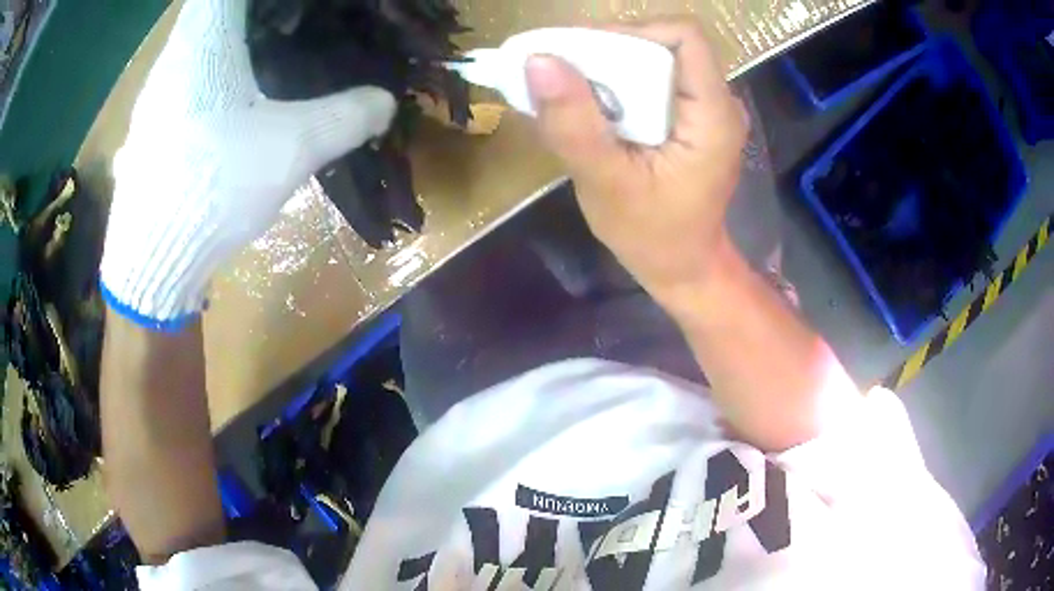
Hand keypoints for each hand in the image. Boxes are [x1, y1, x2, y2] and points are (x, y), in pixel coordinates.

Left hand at [99, 0, 396, 330]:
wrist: (151, 264)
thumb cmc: (211, 186)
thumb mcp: (291, 147)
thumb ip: (345, 116)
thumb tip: (385, 102)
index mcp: (203, 42)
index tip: (292, 4)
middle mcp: (170, 59)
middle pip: (211, 10)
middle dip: (249, 14)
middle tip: (288, 25)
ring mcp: (152, 97)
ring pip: (193, 46)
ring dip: (224, 44)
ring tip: (259, 59)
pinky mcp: (148, 129)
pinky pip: (181, 81)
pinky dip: (206, 76)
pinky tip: (224, 107)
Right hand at [526, 19, 745, 303]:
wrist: (684, 267)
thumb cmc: (652, 236)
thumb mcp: (606, 185)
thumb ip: (574, 124)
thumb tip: (539, 61)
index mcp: (713, 115)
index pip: (683, 36)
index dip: (632, 32)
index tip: (586, 56)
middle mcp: (720, 102)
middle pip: (666, 44)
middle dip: (613, 50)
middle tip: (567, 74)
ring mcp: (710, 109)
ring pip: (660, 58)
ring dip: (613, 66)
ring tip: (574, 90)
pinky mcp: (695, 118)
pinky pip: (659, 80)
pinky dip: (622, 83)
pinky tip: (595, 106)